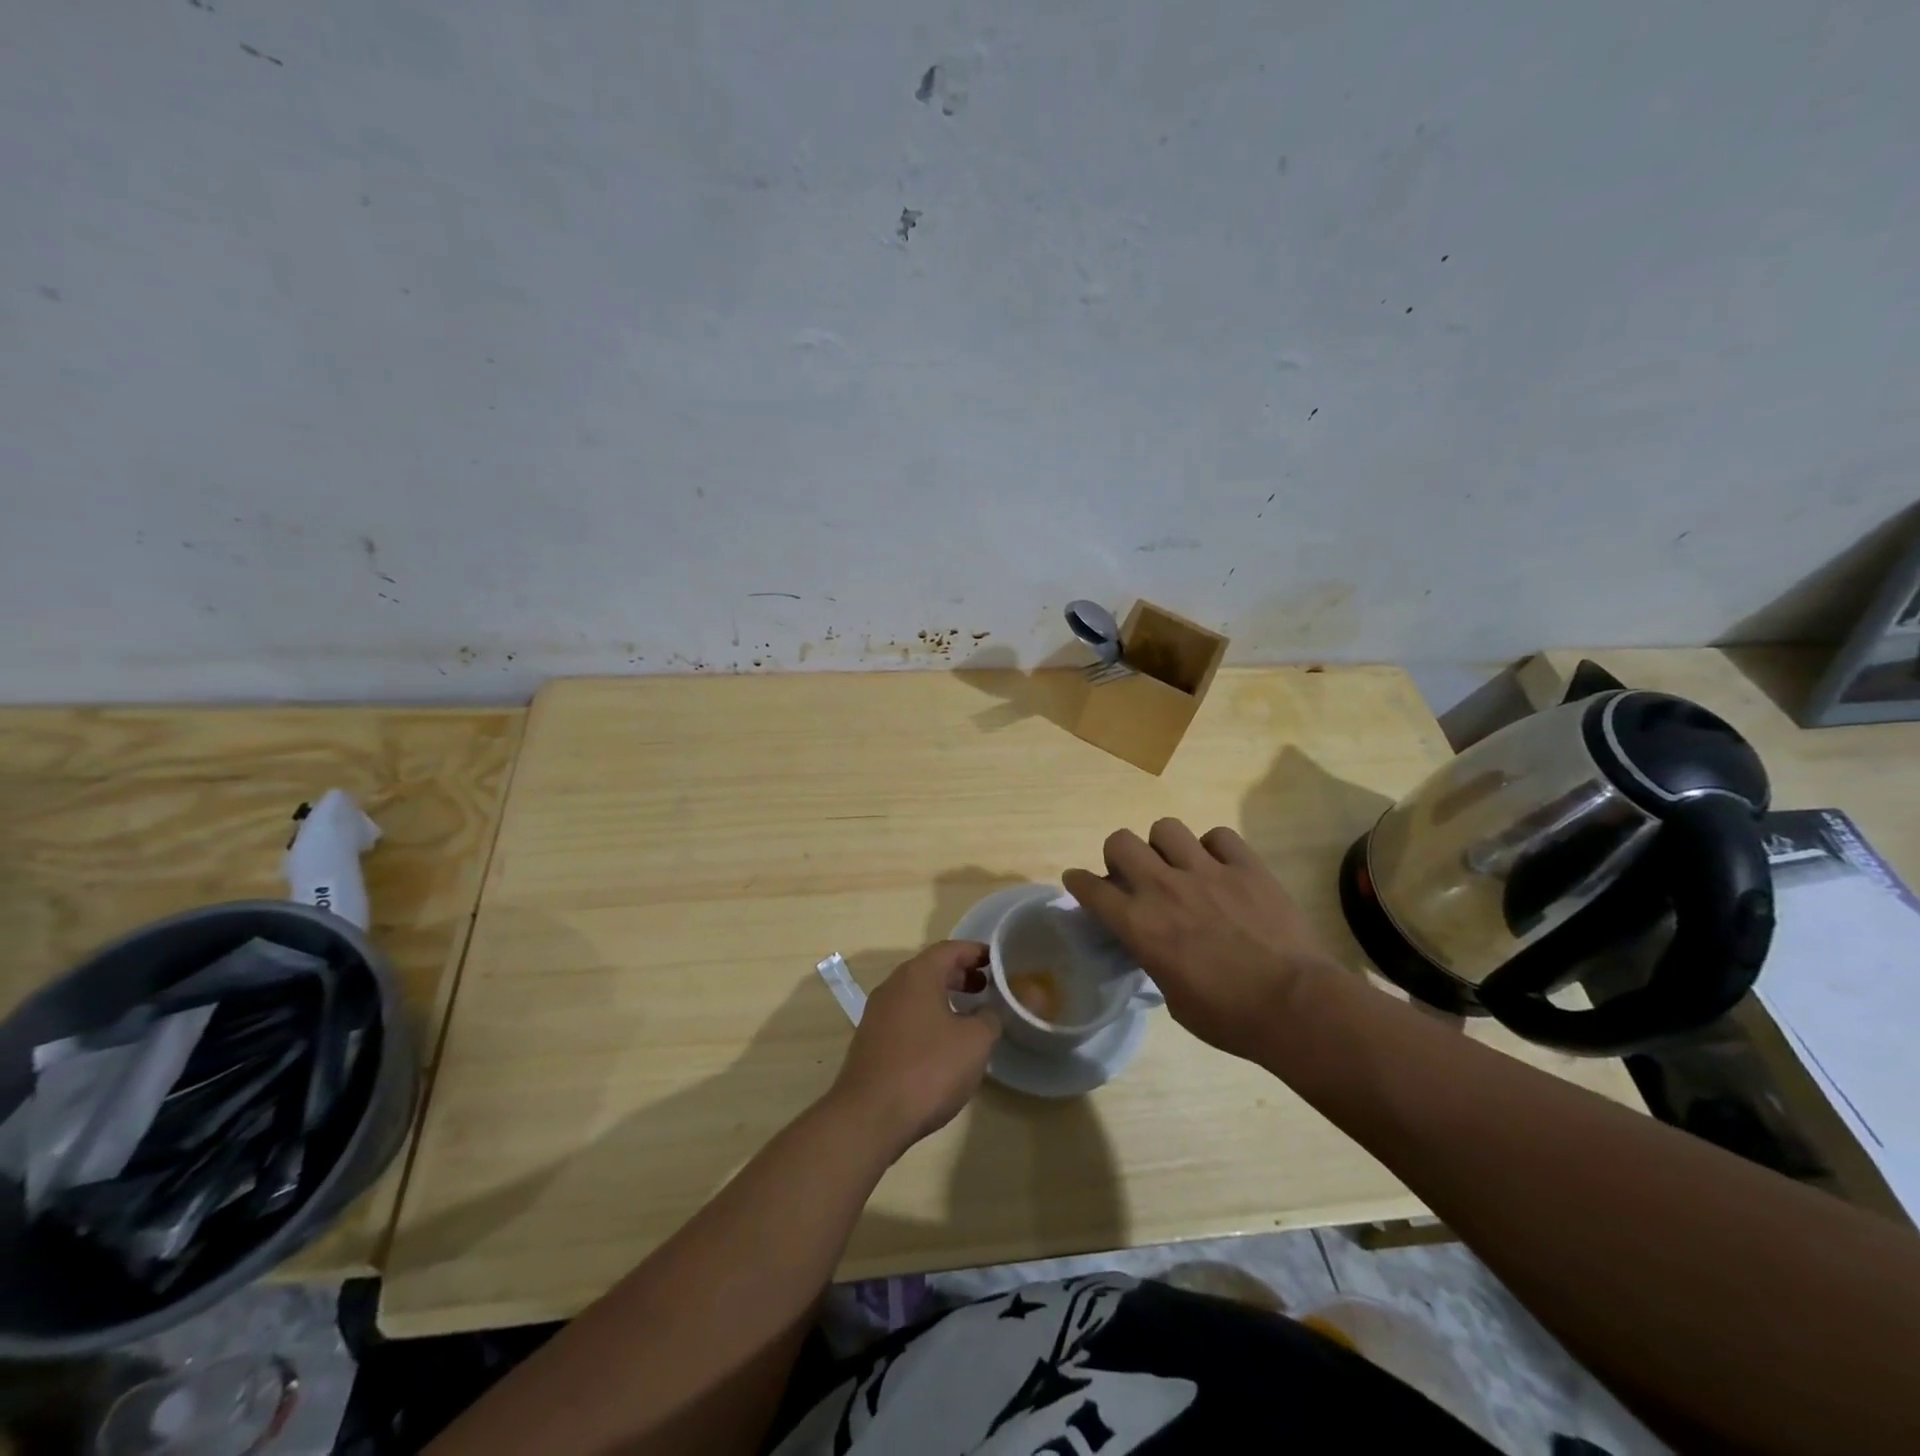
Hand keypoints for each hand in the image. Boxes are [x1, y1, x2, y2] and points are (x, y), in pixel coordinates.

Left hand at [829, 941, 1001, 1155]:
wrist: (870, 1116)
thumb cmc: (928, 1069)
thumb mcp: (974, 1042)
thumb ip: (990, 1017)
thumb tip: (991, 1009)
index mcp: (917, 975)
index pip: (949, 949)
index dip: (976, 951)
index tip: (998, 961)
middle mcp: (893, 986)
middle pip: (931, 969)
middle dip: (960, 974)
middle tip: (987, 987)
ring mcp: (877, 1014)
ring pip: (916, 994)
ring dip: (943, 997)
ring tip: (969, 1015)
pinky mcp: (871, 1041)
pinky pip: (905, 1016)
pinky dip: (927, 1017)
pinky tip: (942, 1043)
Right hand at [1063, 819, 1339, 1061]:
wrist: (1297, 1007)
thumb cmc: (1230, 1018)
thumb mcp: (1174, 998)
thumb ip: (1155, 960)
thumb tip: (1155, 947)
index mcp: (1140, 925)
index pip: (1090, 889)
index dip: (1078, 882)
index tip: (1078, 882)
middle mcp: (1164, 888)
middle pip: (1121, 841)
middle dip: (1118, 855)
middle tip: (1133, 875)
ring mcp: (1207, 871)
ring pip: (1166, 828)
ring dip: (1164, 846)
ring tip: (1178, 866)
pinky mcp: (1246, 866)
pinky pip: (1218, 836)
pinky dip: (1213, 848)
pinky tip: (1220, 867)